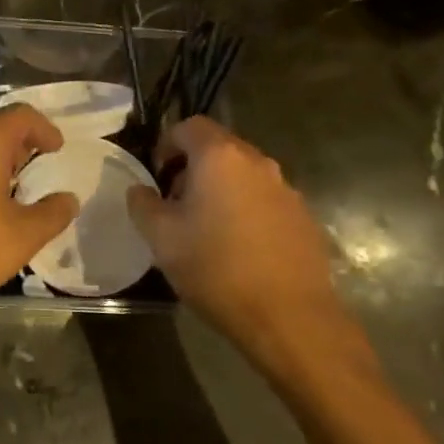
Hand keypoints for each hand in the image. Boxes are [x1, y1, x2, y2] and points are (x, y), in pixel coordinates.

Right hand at [127, 118, 372, 374]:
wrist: (289, 317)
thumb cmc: (216, 268)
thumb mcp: (161, 238)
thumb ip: (143, 204)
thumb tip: (140, 190)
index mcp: (220, 157)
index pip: (189, 126)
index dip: (166, 145)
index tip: (157, 177)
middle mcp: (258, 163)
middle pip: (219, 148)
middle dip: (192, 169)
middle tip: (176, 204)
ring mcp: (286, 190)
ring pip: (243, 175)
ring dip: (221, 190)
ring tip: (207, 229)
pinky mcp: (304, 218)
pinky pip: (265, 200)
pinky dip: (247, 211)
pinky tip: (239, 249)